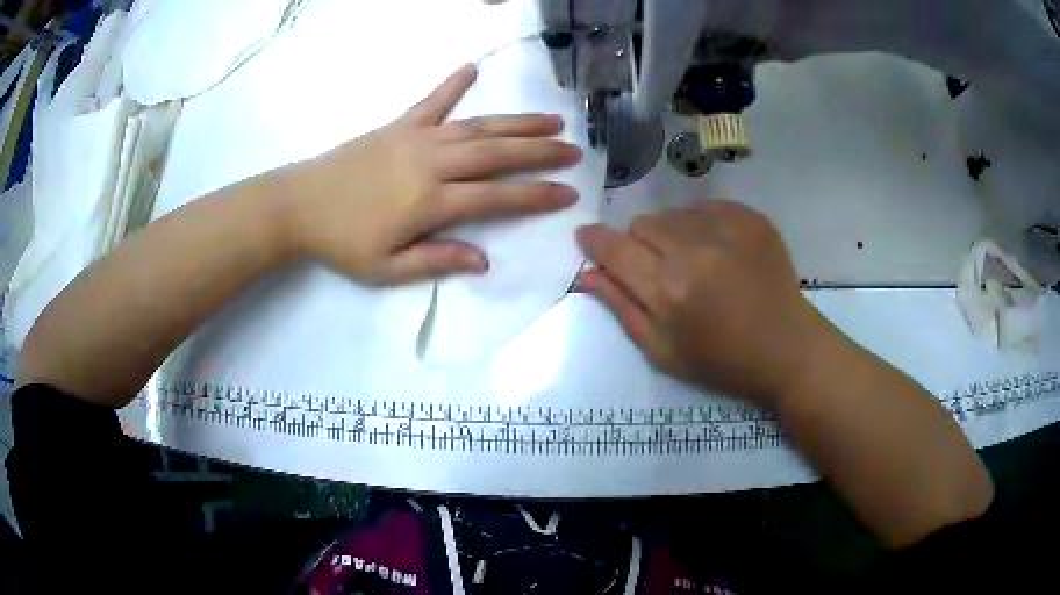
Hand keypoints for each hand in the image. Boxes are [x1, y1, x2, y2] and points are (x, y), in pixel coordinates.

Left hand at [280, 64, 581, 284]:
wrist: (299, 204)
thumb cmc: (341, 242)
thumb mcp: (386, 269)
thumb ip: (436, 261)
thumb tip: (484, 260)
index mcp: (431, 201)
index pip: (497, 197)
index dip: (536, 196)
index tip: (569, 193)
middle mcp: (432, 162)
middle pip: (497, 154)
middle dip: (540, 153)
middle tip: (573, 151)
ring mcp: (416, 138)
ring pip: (477, 126)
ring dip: (516, 122)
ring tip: (550, 120)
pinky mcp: (399, 125)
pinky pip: (432, 101)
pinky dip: (452, 84)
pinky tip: (471, 68)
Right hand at [576, 200, 828, 405]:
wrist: (787, 348)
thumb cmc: (722, 361)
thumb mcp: (663, 351)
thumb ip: (621, 308)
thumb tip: (587, 273)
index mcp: (668, 290)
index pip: (613, 249)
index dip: (594, 240)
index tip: (588, 238)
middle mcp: (694, 250)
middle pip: (641, 224)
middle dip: (639, 244)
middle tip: (660, 269)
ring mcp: (726, 228)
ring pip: (672, 213)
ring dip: (671, 234)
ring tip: (695, 261)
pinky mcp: (749, 217)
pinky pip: (704, 206)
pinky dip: (701, 224)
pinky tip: (718, 250)